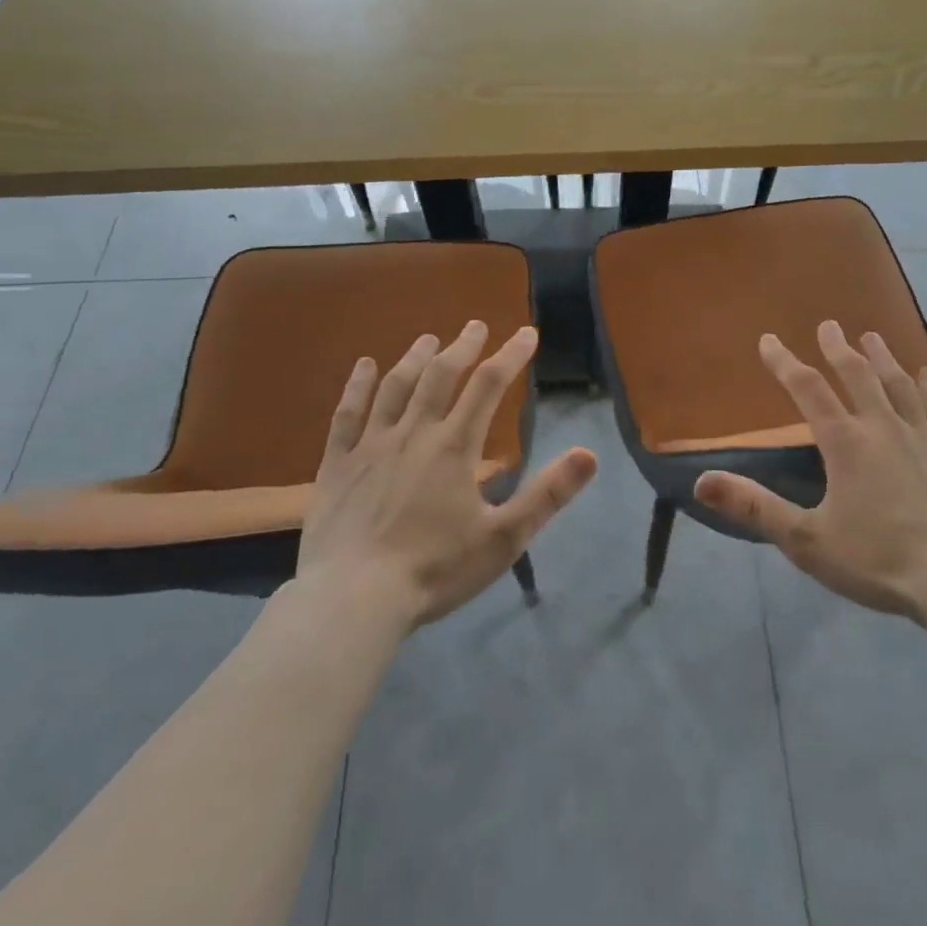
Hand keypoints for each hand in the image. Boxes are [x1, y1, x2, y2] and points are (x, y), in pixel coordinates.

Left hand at [294, 321, 596, 628]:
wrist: (352, 600)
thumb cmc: (434, 570)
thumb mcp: (504, 539)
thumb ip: (547, 495)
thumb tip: (589, 454)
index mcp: (454, 446)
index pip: (488, 385)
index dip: (511, 355)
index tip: (527, 333)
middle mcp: (414, 432)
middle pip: (441, 375)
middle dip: (462, 347)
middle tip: (475, 325)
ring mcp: (371, 445)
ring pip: (396, 387)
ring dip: (415, 358)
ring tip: (429, 339)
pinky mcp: (337, 463)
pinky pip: (348, 414)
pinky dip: (357, 386)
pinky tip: (363, 366)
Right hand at [693, 320, 926, 622]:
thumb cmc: (880, 561)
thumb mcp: (806, 541)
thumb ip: (754, 507)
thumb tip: (700, 481)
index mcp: (845, 443)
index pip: (807, 389)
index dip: (784, 362)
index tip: (769, 340)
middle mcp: (883, 428)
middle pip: (857, 376)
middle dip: (838, 348)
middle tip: (828, 325)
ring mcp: (923, 439)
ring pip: (898, 385)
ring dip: (882, 358)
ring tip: (872, 336)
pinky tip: (925, 376)